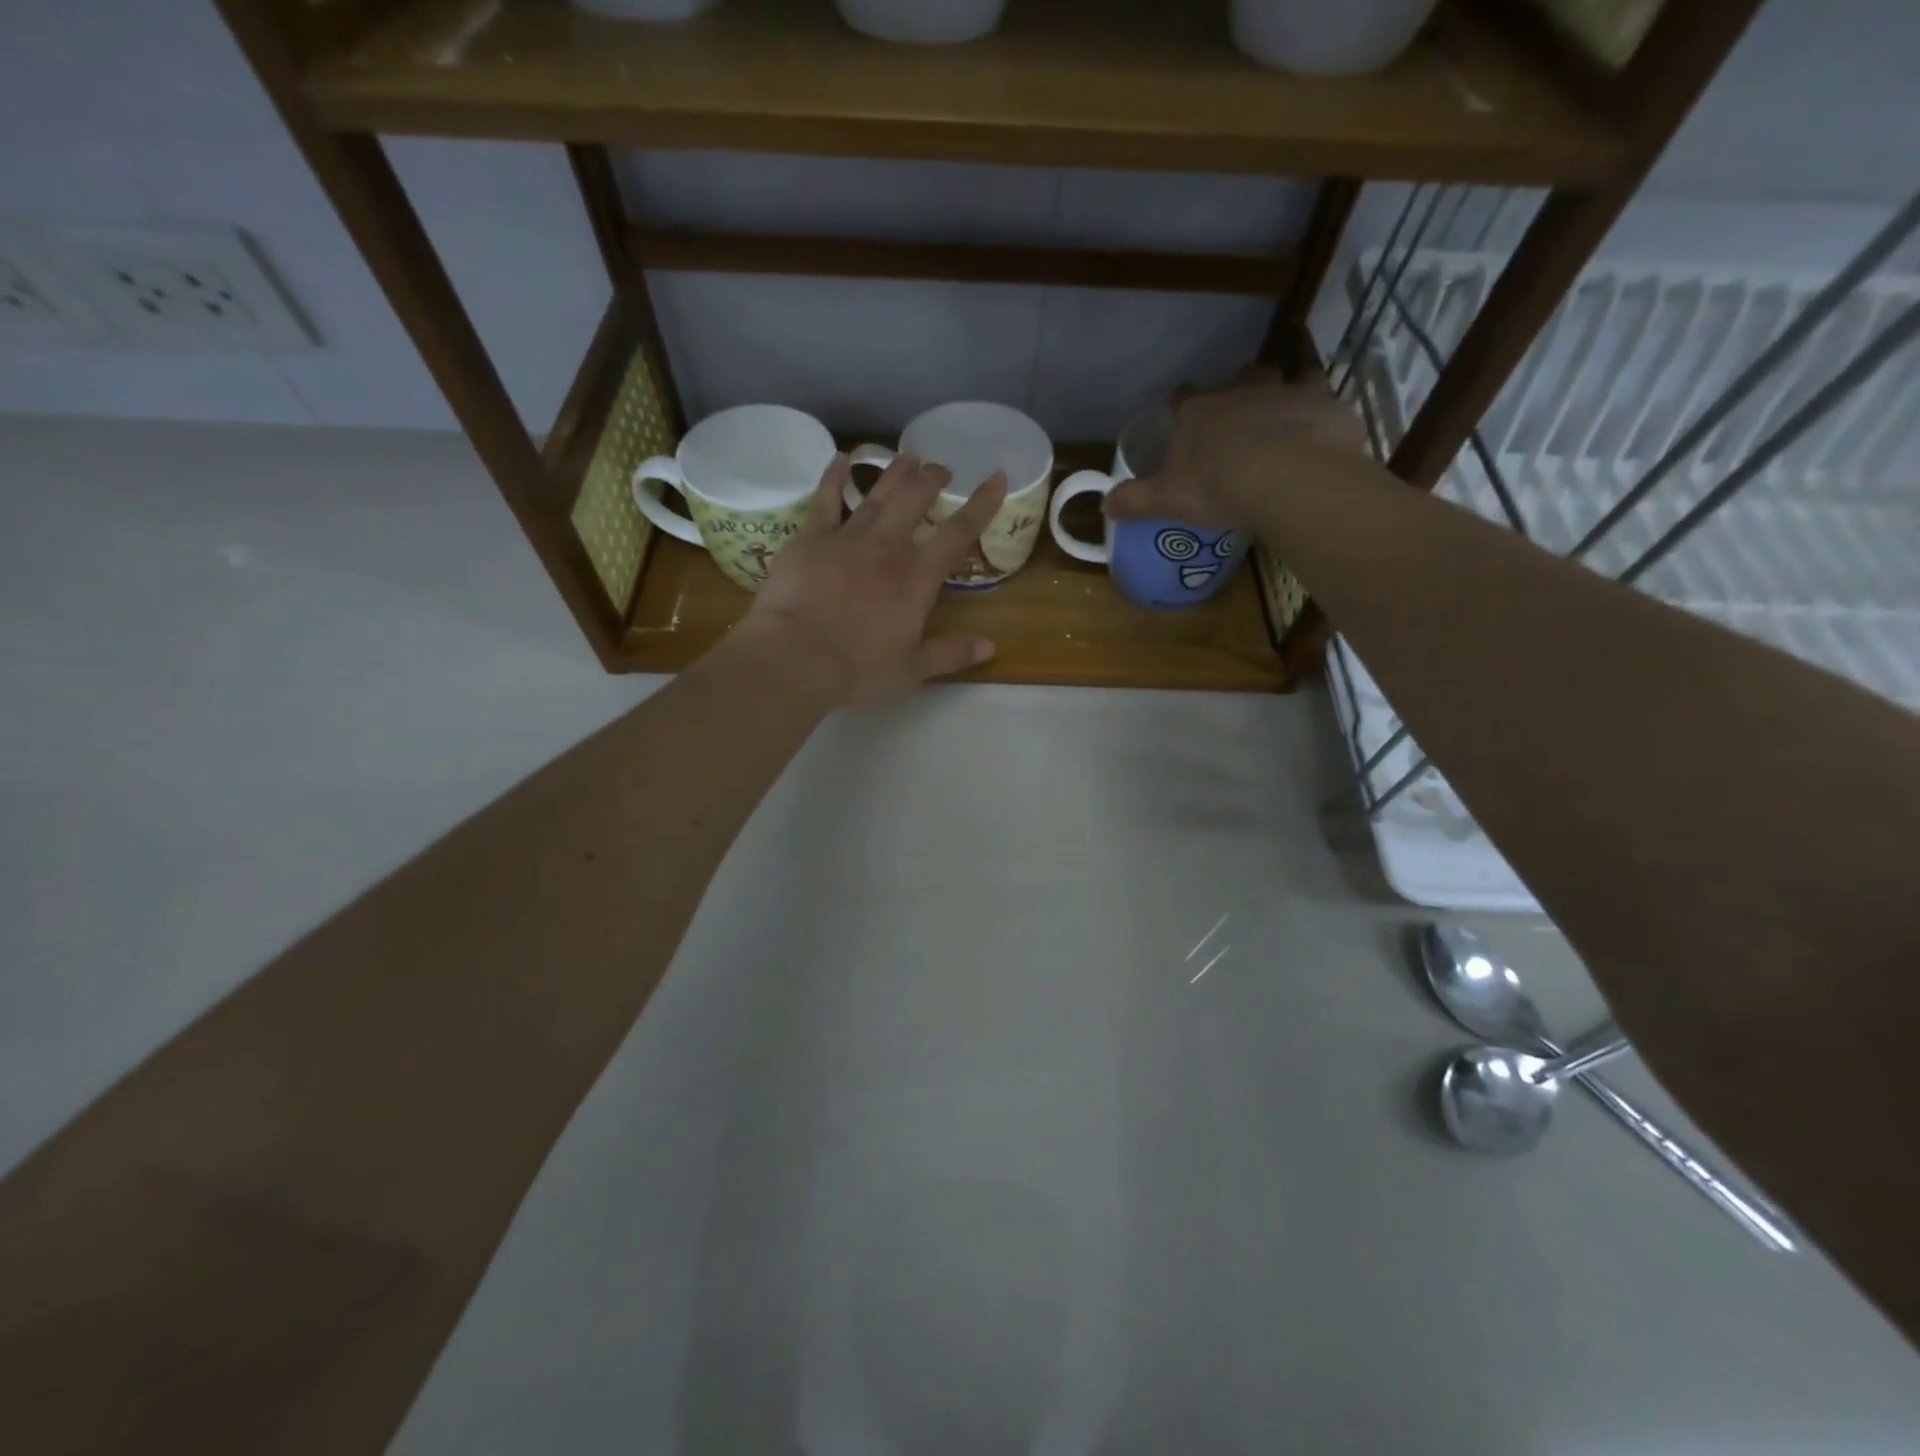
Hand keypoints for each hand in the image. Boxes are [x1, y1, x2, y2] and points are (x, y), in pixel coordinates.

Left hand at [734, 452, 1008, 706]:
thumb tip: (990, 646)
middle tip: (941, 468)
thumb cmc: (858, 669)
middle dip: (931, 481)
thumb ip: (950, 654)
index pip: (957, 534)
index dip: (980, 505)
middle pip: (914, 501)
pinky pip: (825, 502)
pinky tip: (840, 460)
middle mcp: (886, 549)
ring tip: (908, 456)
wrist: (796, 658)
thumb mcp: (911, 670)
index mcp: (916, 579)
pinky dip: (833, 479)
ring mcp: (846, 539)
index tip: (996, 478)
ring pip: (876, 496)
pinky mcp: (810, 539)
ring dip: (894, 473)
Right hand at [1104, 369, 1366, 528]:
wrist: (1285, 478)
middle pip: (1239, 378)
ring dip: (1284, 392)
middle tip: (1240, 416)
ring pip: (1285, 378)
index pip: (1182, 397)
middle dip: (1238, 390)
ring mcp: (1286, 391)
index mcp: (1198, 411)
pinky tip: (1320, 429)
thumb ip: (1135, 500)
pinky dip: (1321, 410)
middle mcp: (1241, 391)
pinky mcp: (1324, 403)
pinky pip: (1323, 398)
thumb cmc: (1217, 486)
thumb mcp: (1166, 500)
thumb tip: (1104, 505)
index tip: (1180, 417)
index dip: (1180, 406)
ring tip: (1284, 415)